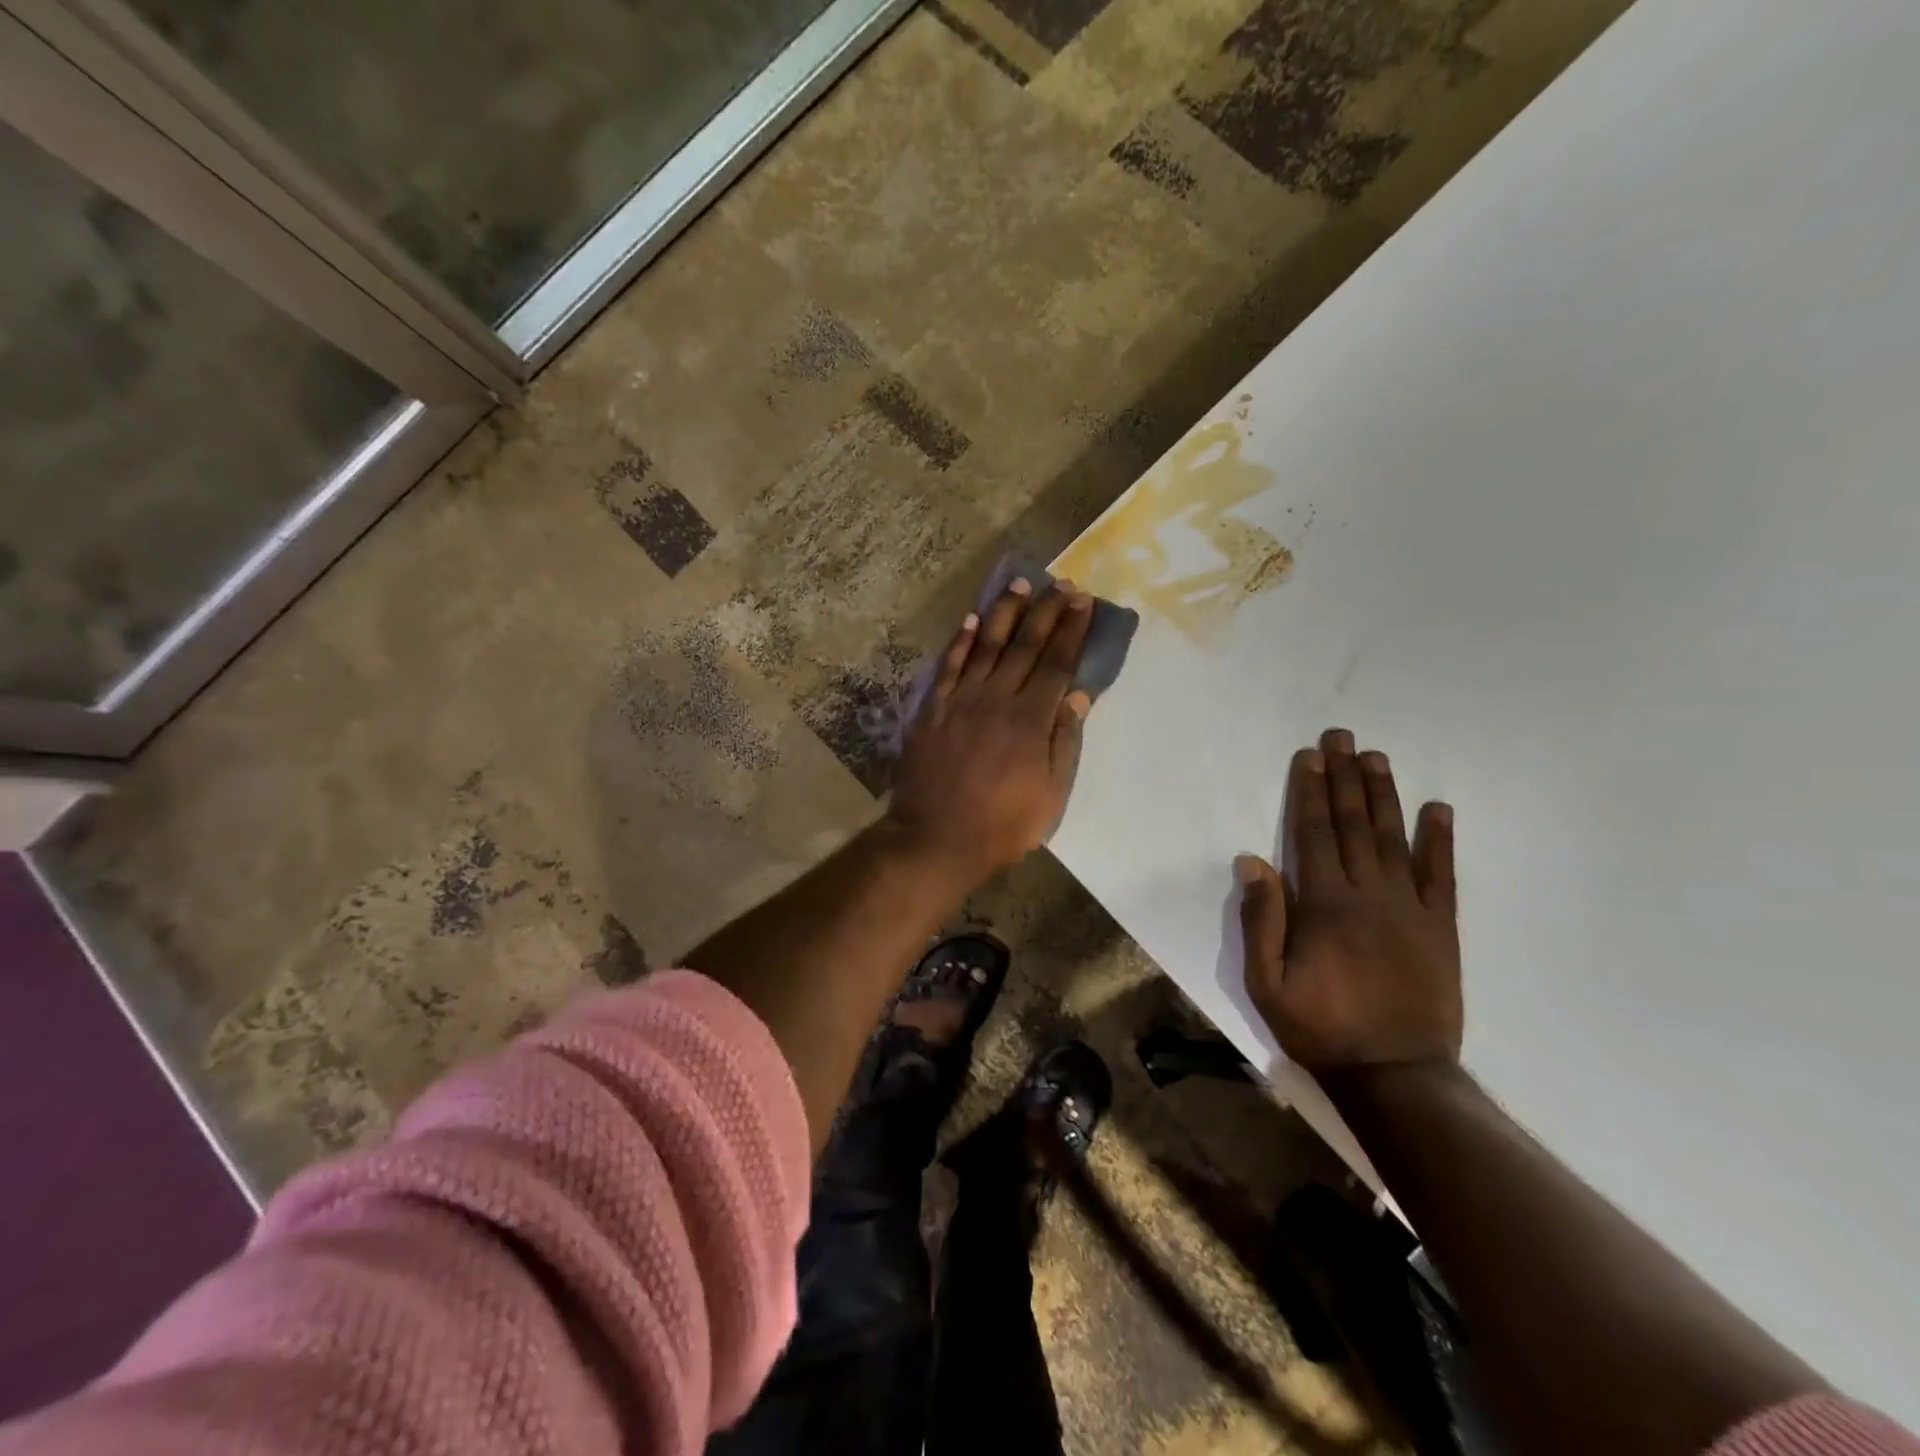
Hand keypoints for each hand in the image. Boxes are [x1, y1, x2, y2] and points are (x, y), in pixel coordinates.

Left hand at [887, 577, 1093, 879]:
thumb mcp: (1050, 795)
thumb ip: (1064, 742)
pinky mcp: (933, 711)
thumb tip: (1077, 696)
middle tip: (1060, 584)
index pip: (1056, 664)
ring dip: (1004, 613)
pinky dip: (961, 642)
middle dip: (1045, 612)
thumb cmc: (1002, 826)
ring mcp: (961, 702)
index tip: (1083, 601)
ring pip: (986, 647)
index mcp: (1030, 721)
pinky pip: (949, 667)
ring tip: (1019, 584)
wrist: (936, 839)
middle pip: (1024, 646)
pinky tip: (971, 621)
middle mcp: (997, 700)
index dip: (1071, 630)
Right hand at [1237, 728, 1461, 1072]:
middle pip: (1353, 825)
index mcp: (1324, 905)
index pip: (1314, 834)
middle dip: (1344, 778)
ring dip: (1384, 795)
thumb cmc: (1321, 1027)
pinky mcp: (1441, 928)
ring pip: (1394, 839)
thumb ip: (1261, 920)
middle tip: (1342, 737)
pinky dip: (1440, 840)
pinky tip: (1438, 809)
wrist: (1396, 1075)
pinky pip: (1442, 876)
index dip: (1310, 792)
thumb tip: (1252, 861)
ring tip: (1376, 758)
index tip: (1310, 756)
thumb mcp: (1266, 983)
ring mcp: (1410, 909)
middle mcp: (1369, 895)